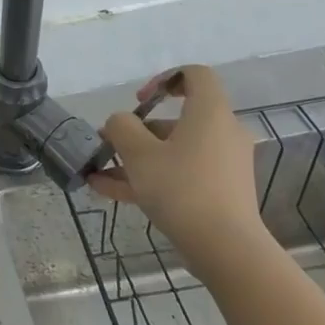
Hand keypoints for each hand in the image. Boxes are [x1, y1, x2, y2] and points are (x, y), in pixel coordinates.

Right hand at [88, 65, 269, 277]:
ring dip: (136, 159)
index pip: (194, 75)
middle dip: (137, 131)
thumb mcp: (138, 153)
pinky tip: (108, 192)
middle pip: (177, 120)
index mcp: (209, 113)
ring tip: (99, 174)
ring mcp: (223, 165)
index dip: (163, 79)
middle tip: (109, 144)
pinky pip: (180, 175)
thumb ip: (121, 127)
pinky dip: (149, 179)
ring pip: (174, 151)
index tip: (139, 101)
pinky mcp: (219, 192)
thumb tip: (120, 122)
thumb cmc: (181, 188)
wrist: (226, 248)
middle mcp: (222, 133)